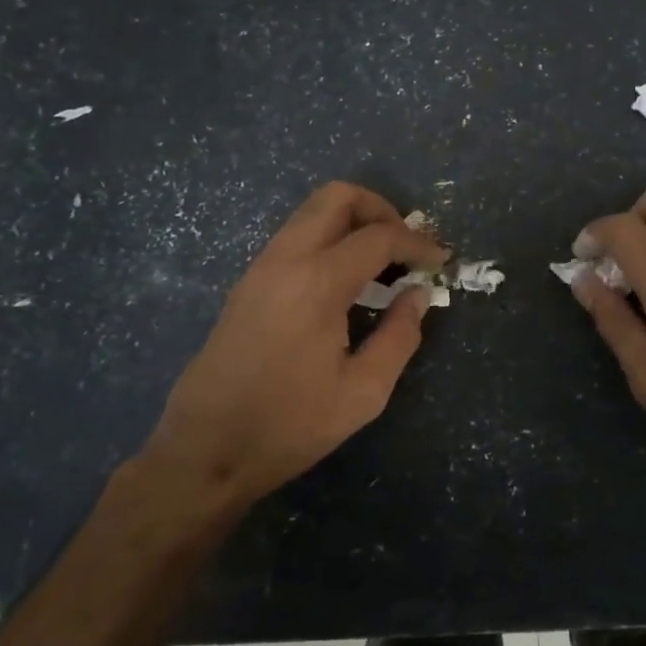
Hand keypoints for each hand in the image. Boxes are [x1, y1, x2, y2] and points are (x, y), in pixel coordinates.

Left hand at [133, 182, 447, 522]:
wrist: (205, 449)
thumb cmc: (289, 425)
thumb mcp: (362, 392)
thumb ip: (400, 336)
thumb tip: (418, 294)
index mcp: (317, 282)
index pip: (379, 236)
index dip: (418, 243)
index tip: (440, 261)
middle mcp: (286, 259)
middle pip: (337, 196)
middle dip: (381, 209)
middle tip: (405, 247)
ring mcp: (261, 266)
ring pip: (312, 212)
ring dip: (352, 222)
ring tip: (381, 264)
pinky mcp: (248, 282)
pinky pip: (295, 236)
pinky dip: (328, 239)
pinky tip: (346, 282)